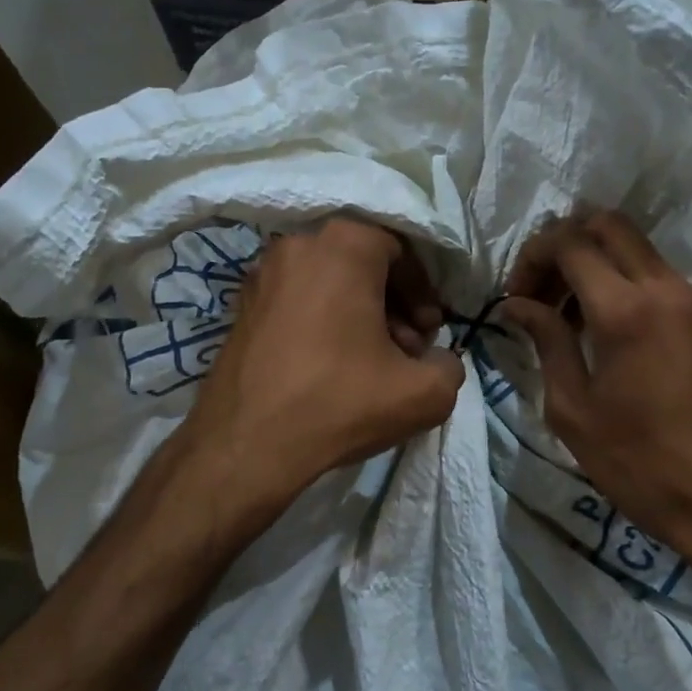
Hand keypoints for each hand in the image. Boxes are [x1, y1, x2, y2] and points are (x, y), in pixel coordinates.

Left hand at [178, 218, 464, 506]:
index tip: (429, 334)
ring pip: (330, 283)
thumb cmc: (338, 403)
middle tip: (406, 352)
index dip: (424, 292)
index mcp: (343, 246)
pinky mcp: (241, 306)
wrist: (245, 445)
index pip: (401, 249)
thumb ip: (450, 367)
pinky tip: (332, 369)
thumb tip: (439, 360)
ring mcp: (262, 274)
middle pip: (364, 264)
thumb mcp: (424, 394)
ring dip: (361, 317)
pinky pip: (299, 300)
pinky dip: (324, 323)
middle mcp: (297, 244)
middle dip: (394, 306)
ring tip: (372, 366)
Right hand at [501, 212, 691, 558]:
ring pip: (639, 251)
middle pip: (609, 225)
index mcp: (625, 310)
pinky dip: (628, 287)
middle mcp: (666, 290)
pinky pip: (663, 282)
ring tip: (570, 318)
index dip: (533, 256)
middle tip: (542, 291)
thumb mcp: (572, 407)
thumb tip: (517, 305)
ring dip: (597, 265)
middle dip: (565, 244)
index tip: (516, 296)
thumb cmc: (636, 462)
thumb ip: (546, 342)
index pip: (570, 243)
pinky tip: (613, 337)